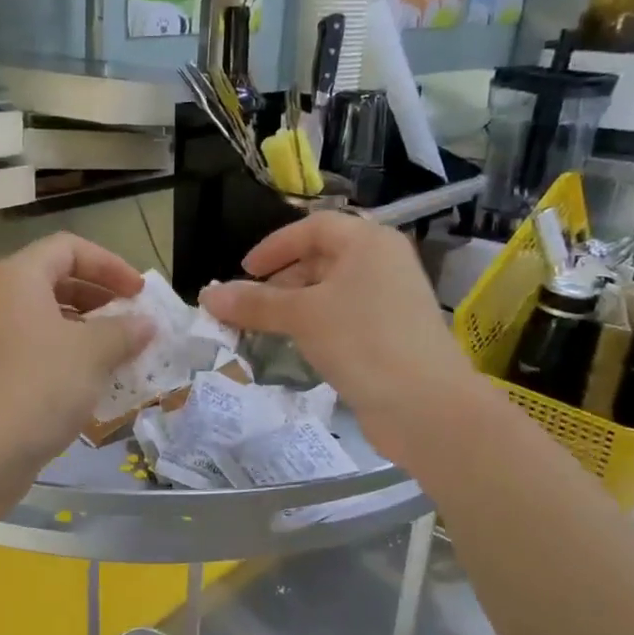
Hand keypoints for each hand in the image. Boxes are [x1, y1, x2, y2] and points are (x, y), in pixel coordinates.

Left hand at [0, 233, 154, 478]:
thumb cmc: (38, 387)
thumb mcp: (92, 353)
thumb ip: (125, 330)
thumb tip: (146, 323)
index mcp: (17, 277)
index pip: (69, 248)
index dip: (110, 264)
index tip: (140, 293)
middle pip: (56, 279)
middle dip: (101, 297)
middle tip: (133, 321)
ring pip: (47, 317)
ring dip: (88, 329)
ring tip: (121, 353)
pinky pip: (36, 348)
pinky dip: (67, 355)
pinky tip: (93, 382)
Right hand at [200, 213, 476, 464]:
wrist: (426, 406)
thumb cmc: (362, 342)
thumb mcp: (301, 317)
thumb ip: (254, 303)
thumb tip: (207, 296)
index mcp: (368, 242)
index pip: (313, 228)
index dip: (274, 246)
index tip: (244, 271)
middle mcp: (383, 263)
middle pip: (322, 258)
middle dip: (281, 279)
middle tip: (248, 304)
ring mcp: (390, 301)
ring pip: (332, 292)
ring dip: (295, 305)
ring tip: (263, 328)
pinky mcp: (391, 335)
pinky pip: (344, 318)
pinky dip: (316, 326)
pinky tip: (296, 347)